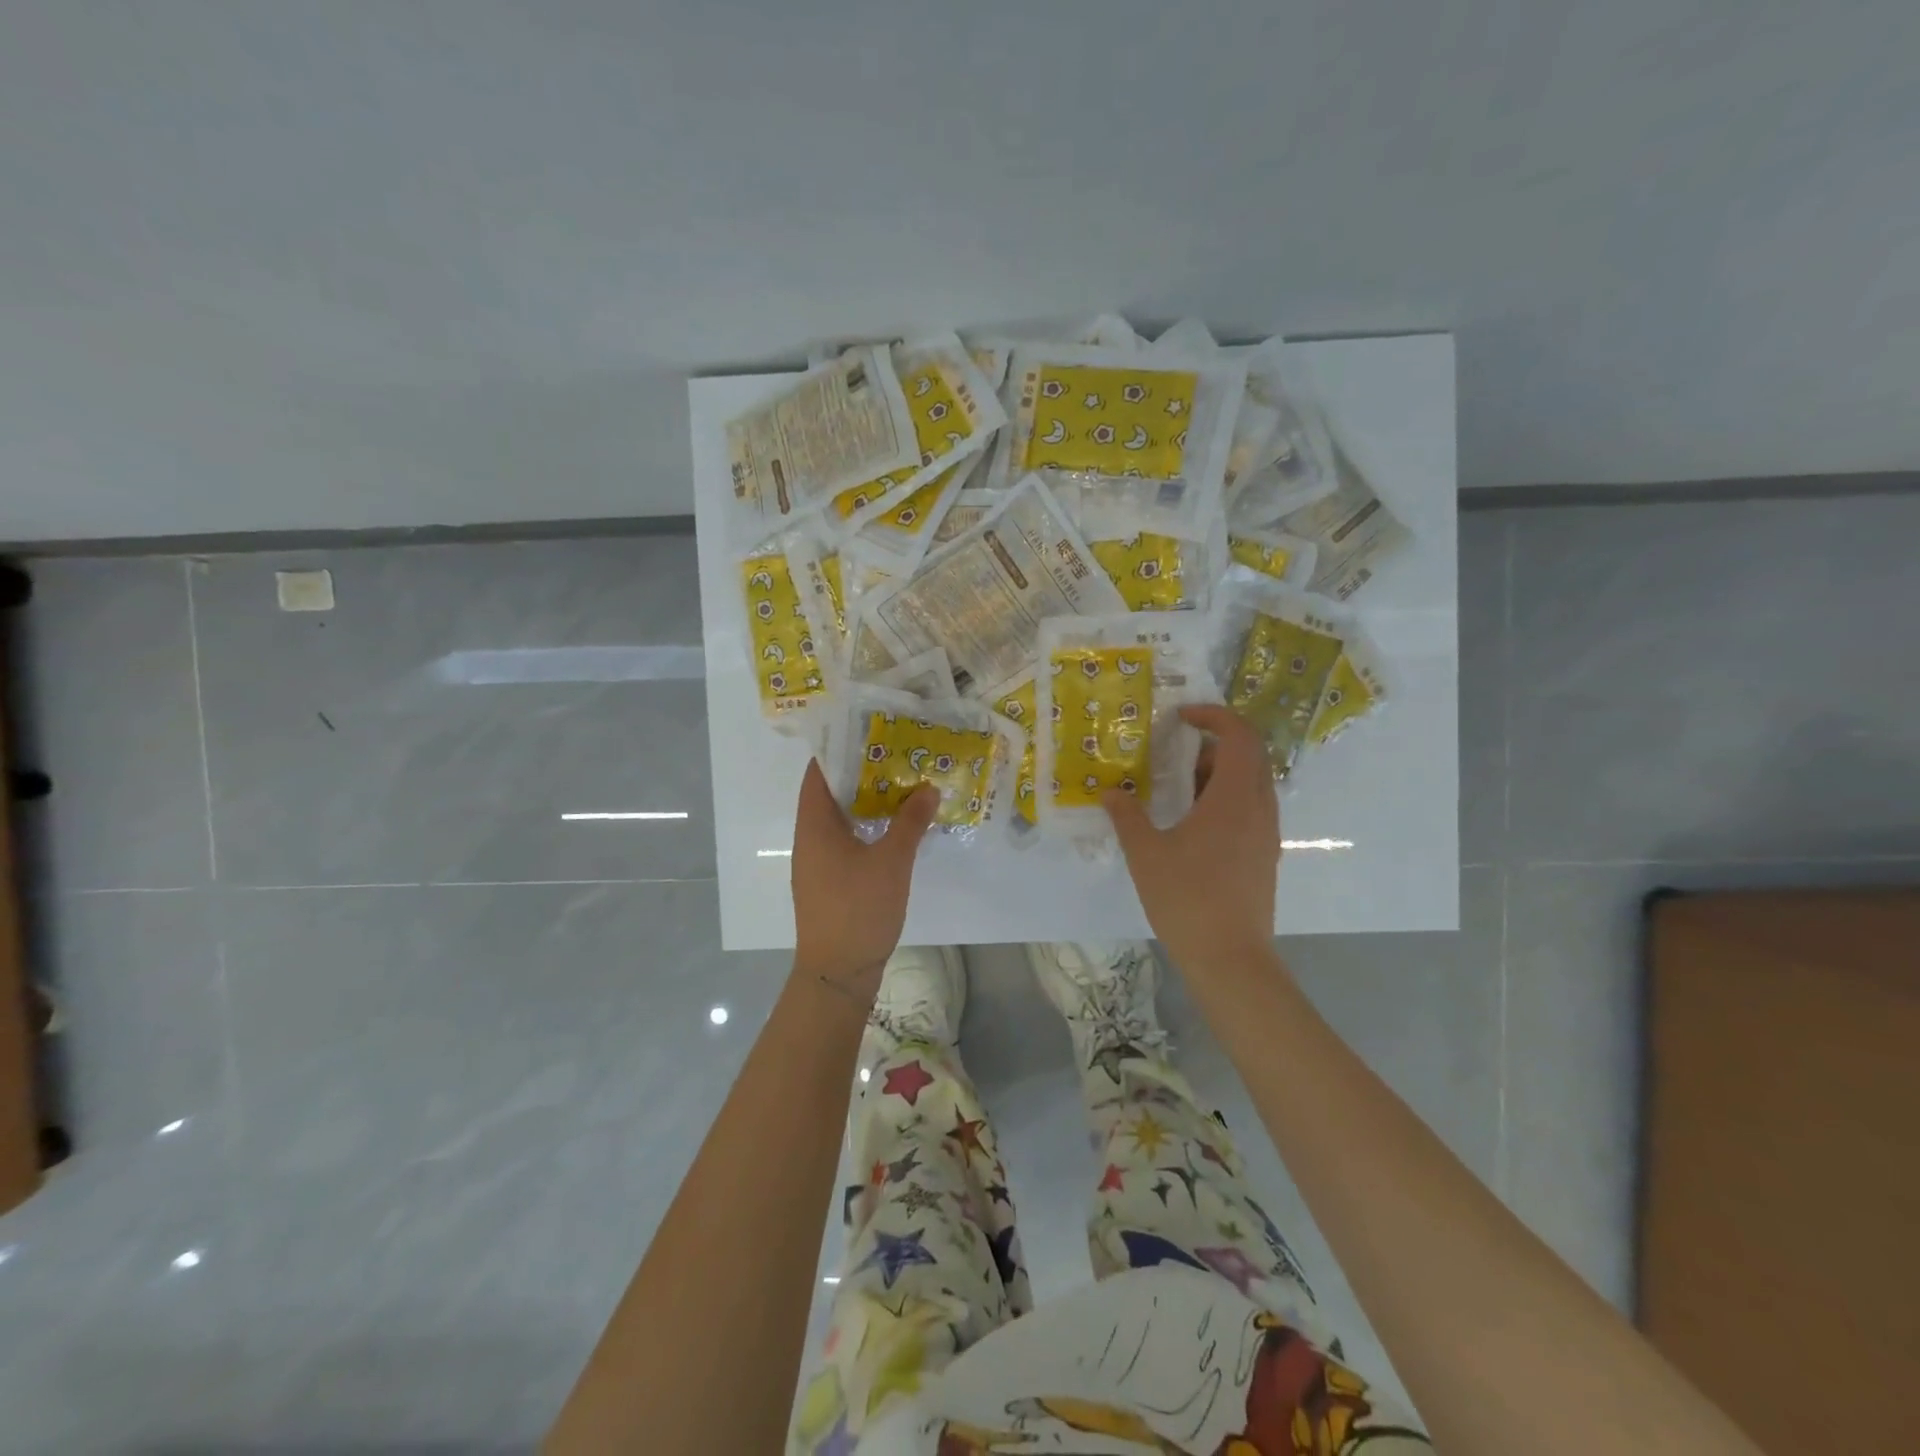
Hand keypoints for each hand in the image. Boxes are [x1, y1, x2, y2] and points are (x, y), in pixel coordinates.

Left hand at [790, 760, 937, 1001]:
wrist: (838, 972)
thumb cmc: (859, 909)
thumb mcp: (892, 861)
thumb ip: (910, 822)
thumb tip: (927, 788)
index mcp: (815, 825)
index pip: (818, 773)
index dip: (840, 749)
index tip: (870, 733)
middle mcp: (810, 839)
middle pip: (830, 794)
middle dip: (861, 774)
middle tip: (897, 756)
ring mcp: (817, 863)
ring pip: (840, 820)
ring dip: (866, 803)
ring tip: (902, 785)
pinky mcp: (829, 882)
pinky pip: (845, 842)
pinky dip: (867, 828)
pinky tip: (895, 829)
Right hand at [1102, 704, 1280, 970]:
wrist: (1231, 959)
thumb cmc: (1187, 899)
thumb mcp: (1146, 854)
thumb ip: (1127, 817)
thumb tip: (1110, 792)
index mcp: (1233, 798)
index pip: (1239, 736)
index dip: (1213, 716)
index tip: (1181, 716)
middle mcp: (1258, 808)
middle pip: (1250, 754)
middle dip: (1215, 741)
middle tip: (1176, 749)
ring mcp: (1265, 833)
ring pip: (1251, 782)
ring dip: (1219, 771)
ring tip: (1178, 786)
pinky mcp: (1264, 854)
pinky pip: (1250, 807)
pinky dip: (1225, 797)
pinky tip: (1192, 822)